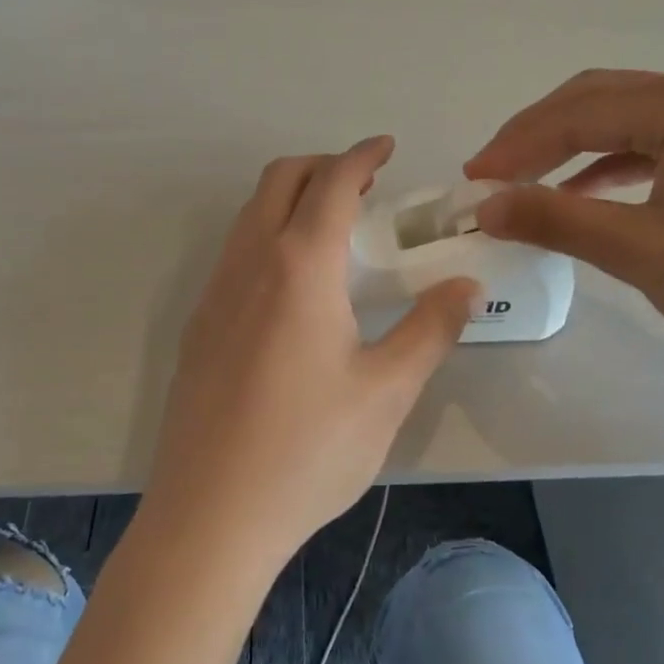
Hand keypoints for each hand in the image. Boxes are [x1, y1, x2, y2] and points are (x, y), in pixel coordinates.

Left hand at [148, 137, 477, 561]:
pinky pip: (234, 253)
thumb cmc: (308, 450)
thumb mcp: (387, 391)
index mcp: (299, 266)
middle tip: (365, 185)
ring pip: (250, 215)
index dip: (361, 155)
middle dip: (322, 165)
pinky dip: (268, 236)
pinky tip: (294, 288)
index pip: (331, 182)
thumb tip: (466, 284)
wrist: (210, 516)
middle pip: (279, 180)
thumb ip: (430, 329)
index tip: (387, 147)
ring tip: (335, 231)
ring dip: (291, 200)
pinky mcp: (197, 327)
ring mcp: (214, 294)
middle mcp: (248, 263)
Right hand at [466, 67, 663, 375]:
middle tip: (490, 176)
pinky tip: (584, 192)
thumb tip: (486, 205)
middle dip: (537, 137)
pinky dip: (611, 165)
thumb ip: (557, 220)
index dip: (516, 145)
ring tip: (525, 182)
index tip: (471, 179)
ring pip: (626, 120)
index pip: (579, 112)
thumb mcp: (643, 251)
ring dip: (570, 149)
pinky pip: (657, 143)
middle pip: (600, 101)